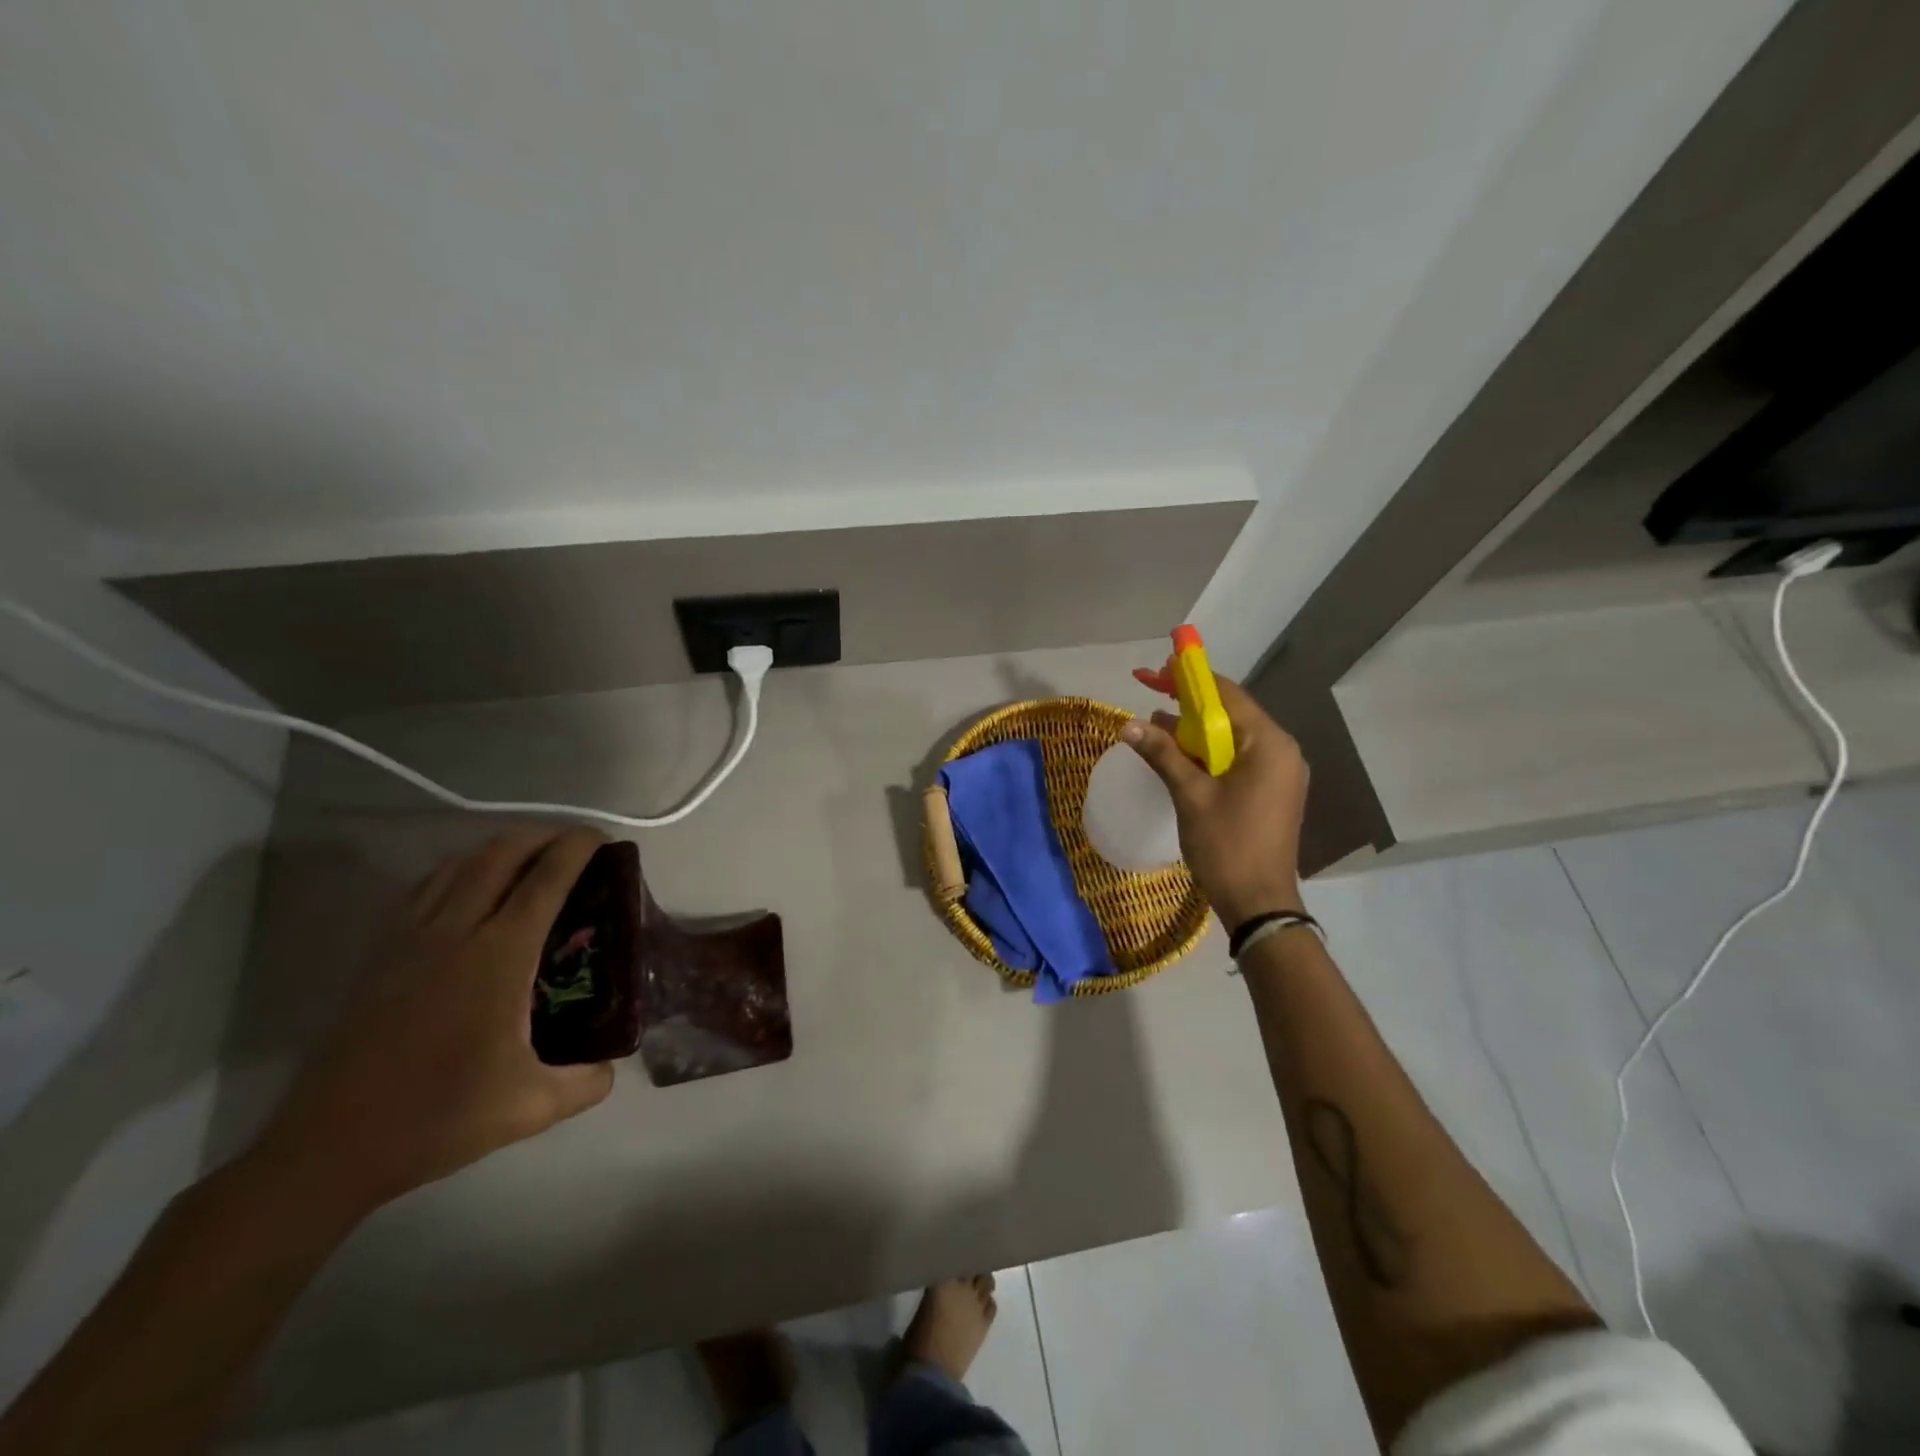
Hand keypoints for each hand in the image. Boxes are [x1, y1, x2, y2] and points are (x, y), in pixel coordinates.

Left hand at [255, 827, 615, 1216]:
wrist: (329, 1148)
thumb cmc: (438, 1118)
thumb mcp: (532, 1107)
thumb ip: (586, 1083)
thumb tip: (611, 1067)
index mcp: (499, 957)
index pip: (545, 879)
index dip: (577, 848)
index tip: (603, 838)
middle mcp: (455, 933)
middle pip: (500, 855)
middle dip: (541, 836)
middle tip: (572, 846)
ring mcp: (410, 940)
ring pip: (458, 865)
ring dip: (498, 849)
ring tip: (527, 860)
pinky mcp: (380, 955)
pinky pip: (425, 889)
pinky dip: (458, 871)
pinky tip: (468, 890)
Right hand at [1121, 675, 1308, 927]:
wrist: (1260, 903)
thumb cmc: (1227, 845)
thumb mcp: (1190, 795)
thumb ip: (1162, 753)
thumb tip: (1128, 724)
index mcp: (1268, 744)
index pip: (1227, 695)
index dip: (1189, 679)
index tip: (1158, 669)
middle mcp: (1282, 750)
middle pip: (1231, 713)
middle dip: (1190, 705)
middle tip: (1151, 696)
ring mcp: (1280, 771)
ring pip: (1232, 737)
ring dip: (1196, 731)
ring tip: (1156, 728)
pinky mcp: (1272, 790)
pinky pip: (1238, 758)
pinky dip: (1209, 753)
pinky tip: (1180, 757)